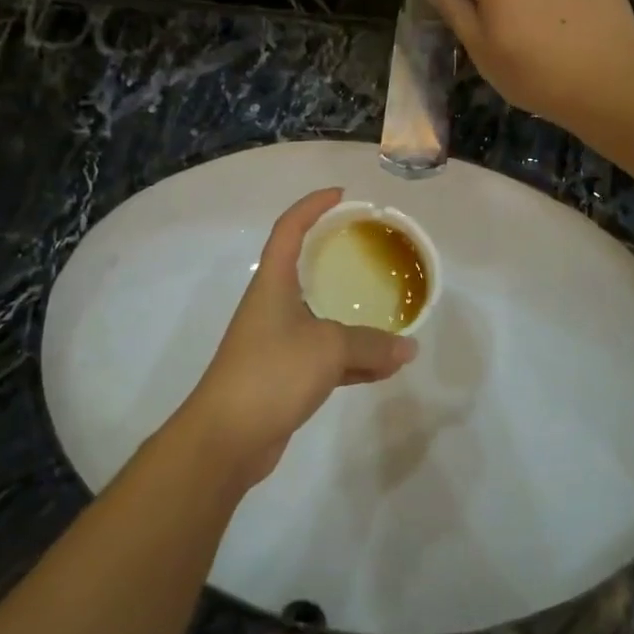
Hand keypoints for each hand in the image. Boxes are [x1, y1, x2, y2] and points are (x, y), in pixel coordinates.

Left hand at [179, 188, 417, 486]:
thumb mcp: (329, 348)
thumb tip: (407, 349)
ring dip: (355, 321)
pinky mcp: (284, 376)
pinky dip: (354, 360)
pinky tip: (385, 367)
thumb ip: (371, 345)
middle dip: (338, 259)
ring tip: (392, 317)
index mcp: (273, 283)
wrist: (226, 438)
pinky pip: (326, 358)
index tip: (341, 195)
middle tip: (373, 252)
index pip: (289, 229)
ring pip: (322, 319)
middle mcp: (272, 306)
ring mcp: (277, 343)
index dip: (312, 206)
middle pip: (307, 271)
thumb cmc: (271, 372)